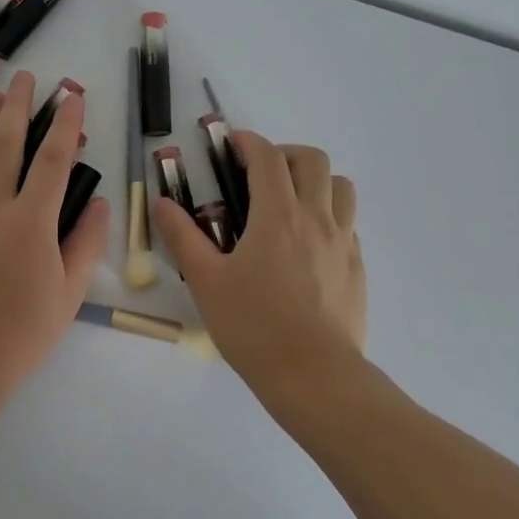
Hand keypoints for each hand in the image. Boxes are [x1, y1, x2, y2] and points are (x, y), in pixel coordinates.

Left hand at [0, 70, 110, 412]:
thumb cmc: (20, 334)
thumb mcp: (69, 295)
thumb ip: (87, 244)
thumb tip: (102, 202)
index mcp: (32, 223)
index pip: (53, 160)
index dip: (65, 123)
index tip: (72, 96)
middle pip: (6, 143)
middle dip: (18, 105)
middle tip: (24, 77)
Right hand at [150, 133, 365, 400]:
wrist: (314, 377)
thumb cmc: (254, 326)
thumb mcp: (206, 281)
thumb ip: (182, 236)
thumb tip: (160, 203)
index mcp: (278, 215)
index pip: (268, 157)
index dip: (249, 142)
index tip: (232, 144)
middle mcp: (316, 218)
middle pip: (313, 160)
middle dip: (285, 154)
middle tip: (260, 173)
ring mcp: (343, 242)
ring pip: (341, 187)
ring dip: (315, 180)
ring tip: (290, 202)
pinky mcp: (357, 267)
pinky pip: (348, 222)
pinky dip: (329, 215)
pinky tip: (307, 243)